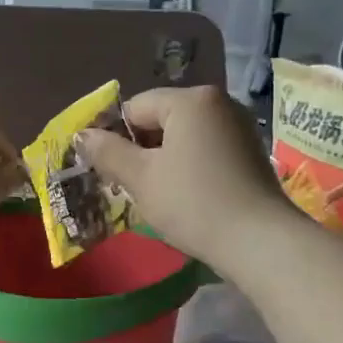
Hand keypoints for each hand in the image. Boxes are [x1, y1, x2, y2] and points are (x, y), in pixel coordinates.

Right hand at [74, 86, 288, 268]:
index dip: (115, 137)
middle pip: (161, 119)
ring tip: (158, 194)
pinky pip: (206, 149)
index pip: (135, 108)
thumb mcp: (141, 178)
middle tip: (130, 186)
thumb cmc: (193, 203)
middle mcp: (218, 103)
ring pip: (183, 136)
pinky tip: (187, 197)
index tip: (109, 171)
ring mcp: (239, 127)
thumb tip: (82, 135)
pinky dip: (189, 167)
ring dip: (164, 160)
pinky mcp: (250, 152)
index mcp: (190, 100)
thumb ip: (108, 152)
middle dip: (141, 149)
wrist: (260, 242)